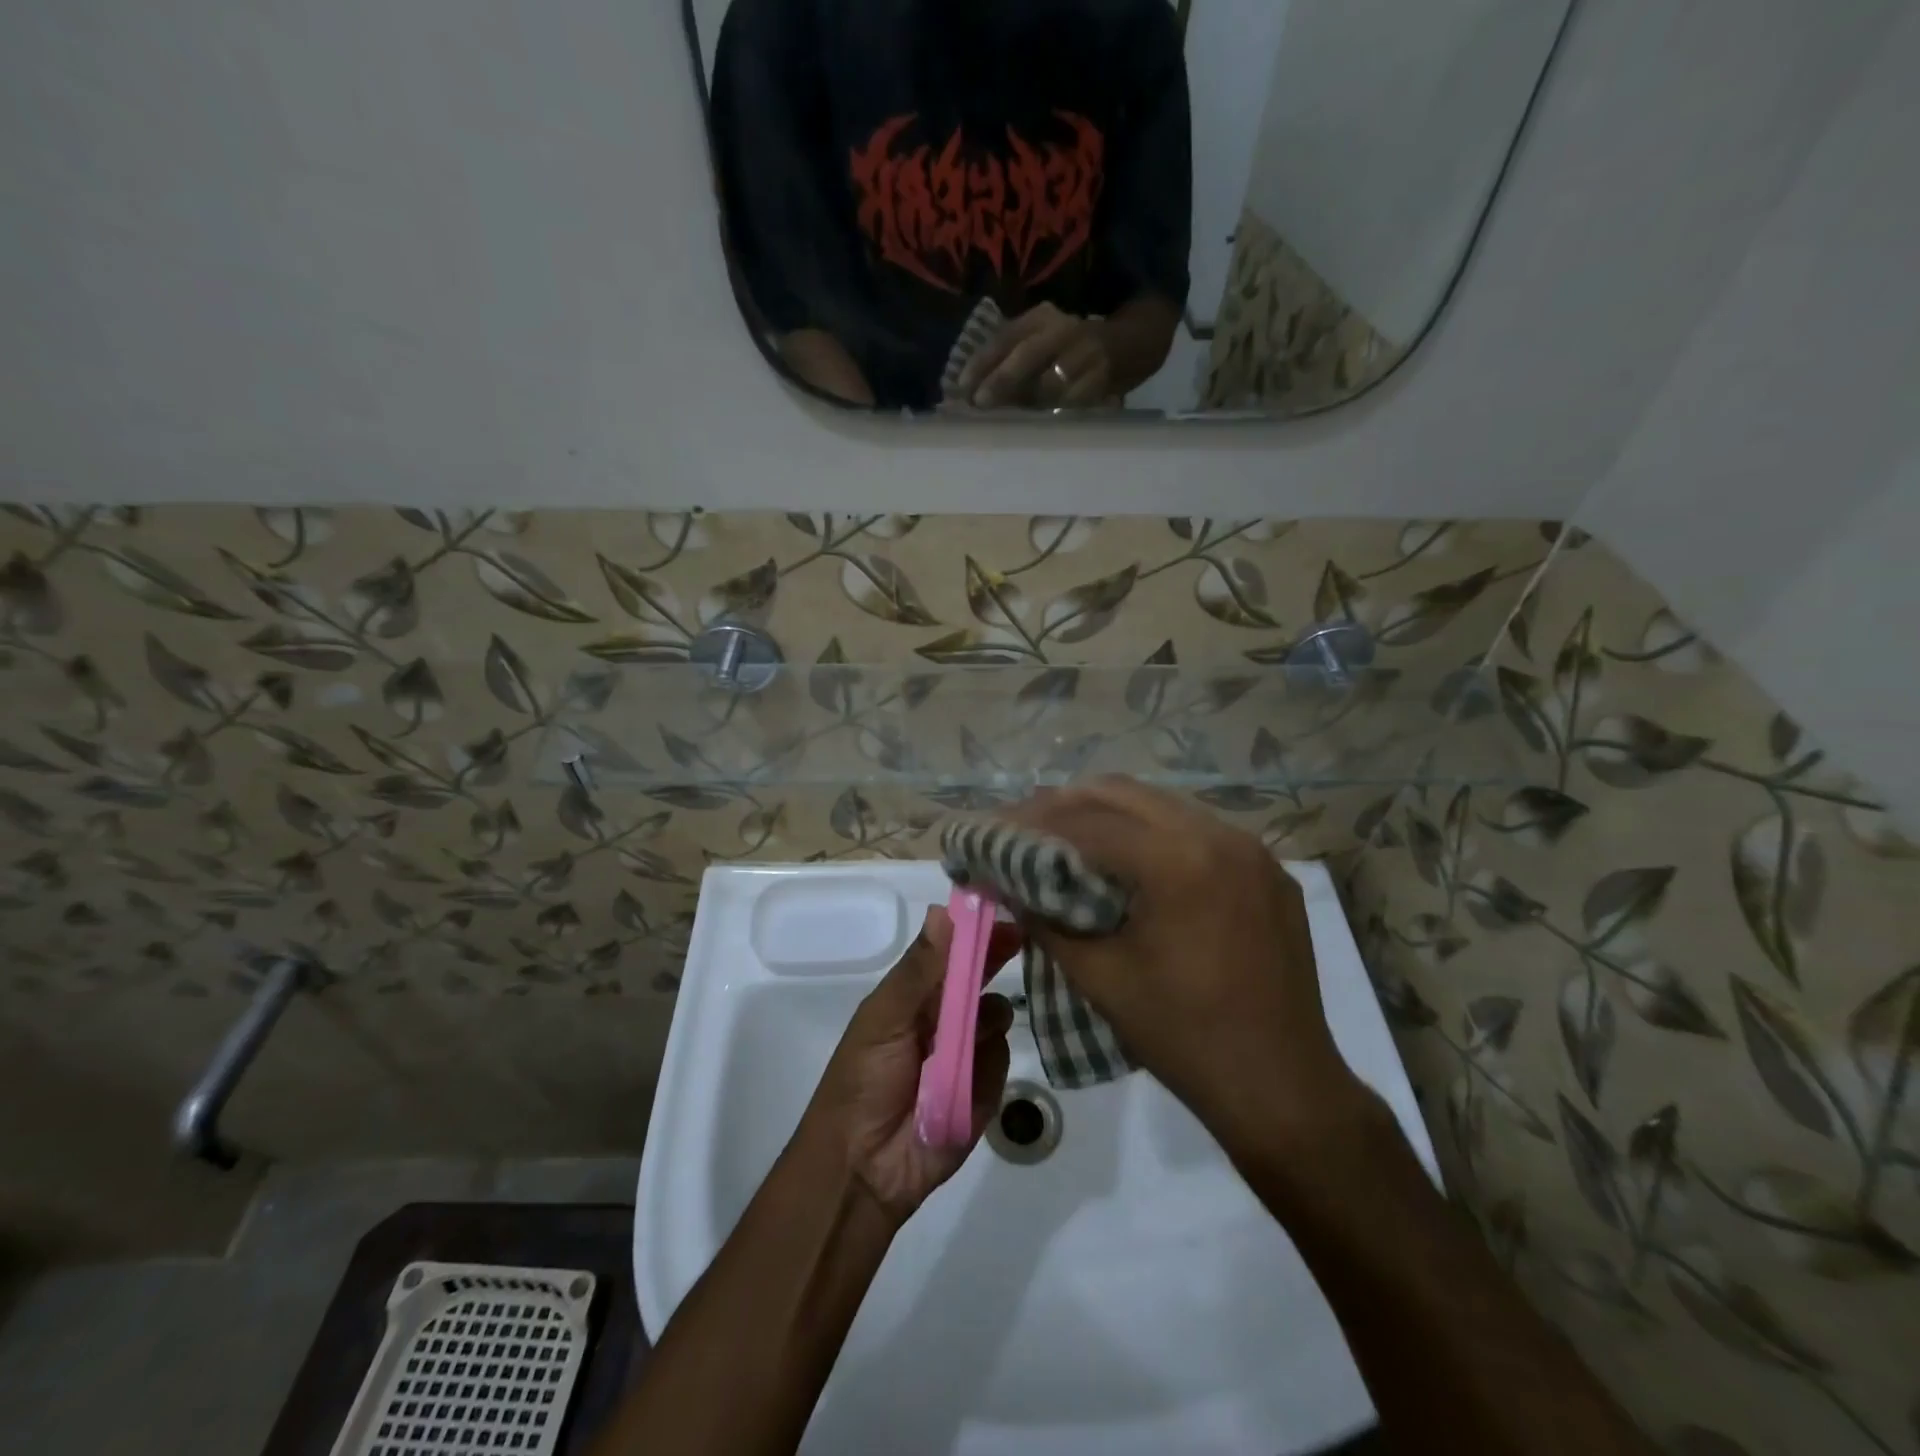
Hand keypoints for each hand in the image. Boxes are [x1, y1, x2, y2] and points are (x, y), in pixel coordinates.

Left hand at [800, 907, 1020, 1224]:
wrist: (863, 1169)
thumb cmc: (863, 1081)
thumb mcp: (884, 1018)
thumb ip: (919, 970)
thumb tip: (943, 911)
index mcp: (913, 995)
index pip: (950, 951)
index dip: (973, 932)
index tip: (1000, 911)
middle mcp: (942, 1017)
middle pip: (978, 978)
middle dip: (994, 960)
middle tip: (1020, 941)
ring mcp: (966, 1052)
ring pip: (996, 1016)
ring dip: (987, 1018)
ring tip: (962, 1042)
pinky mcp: (984, 1088)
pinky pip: (1000, 1061)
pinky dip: (986, 1067)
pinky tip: (964, 1083)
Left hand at [957, 302, 1115, 409]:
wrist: (1123, 347)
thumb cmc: (1063, 352)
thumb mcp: (1036, 343)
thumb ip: (1005, 362)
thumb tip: (967, 395)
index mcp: (1040, 318)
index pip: (1005, 337)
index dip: (982, 362)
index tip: (961, 388)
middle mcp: (1063, 330)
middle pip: (1028, 354)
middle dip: (1002, 380)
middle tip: (981, 404)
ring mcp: (1085, 354)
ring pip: (1049, 384)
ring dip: (1025, 405)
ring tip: (1006, 420)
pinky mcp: (1100, 381)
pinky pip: (1071, 403)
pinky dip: (1051, 415)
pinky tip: (1036, 427)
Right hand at [1004, 778, 1366, 1146]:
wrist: (1283, 1088)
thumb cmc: (1184, 1038)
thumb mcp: (1101, 978)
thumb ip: (1047, 921)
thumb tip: (1007, 885)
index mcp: (1179, 861)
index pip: (1088, 821)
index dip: (1033, 823)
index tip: (996, 830)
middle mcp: (1219, 835)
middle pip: (1123, 793)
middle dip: (1066, 803)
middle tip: (1026, 825)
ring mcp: (1251, 849)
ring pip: (1162, 805)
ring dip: (1109, 813)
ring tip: (1069, 835)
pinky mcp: (1269, 869)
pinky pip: (1198, 830)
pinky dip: (1153, 833)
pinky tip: (1132, 861)